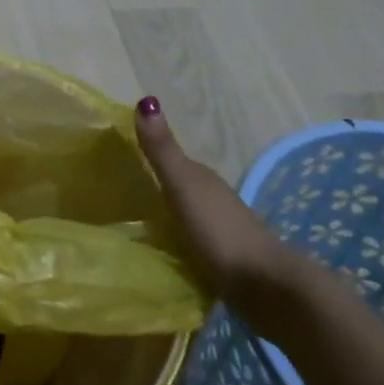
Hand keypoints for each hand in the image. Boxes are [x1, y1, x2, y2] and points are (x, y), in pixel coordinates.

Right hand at [132, 95, 303, 318]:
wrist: (264, 284)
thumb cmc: (218, 230)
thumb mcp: (183, 186)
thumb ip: (162, 150)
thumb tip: (145, 100)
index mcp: (203, 178)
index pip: (172, 160)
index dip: (149, 156)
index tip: (119, 160)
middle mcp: (213, 198)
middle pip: (180, 186)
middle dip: (156, 186)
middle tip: (120, 193)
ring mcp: (221, 228)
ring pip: (186, 212)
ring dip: (167, 214)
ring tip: (135, 222)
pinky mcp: (223, 258)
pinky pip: (192, 239)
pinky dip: (177, 238)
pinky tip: (163, 248)